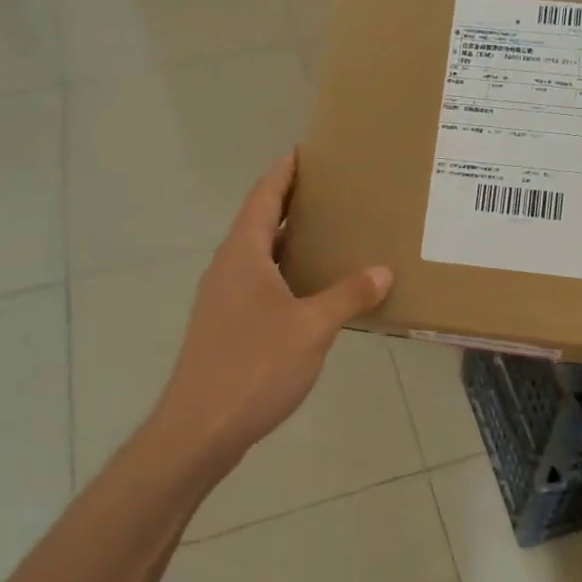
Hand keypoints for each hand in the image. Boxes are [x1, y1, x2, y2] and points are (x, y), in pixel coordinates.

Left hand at [145, 151, 392, 468]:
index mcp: (242, 256)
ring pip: (259, 256)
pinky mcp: (227, 327)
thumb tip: (382, 270)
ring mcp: (224, 300)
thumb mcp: (311, 328)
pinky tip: (313, 291)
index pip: (262, 198)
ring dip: (289, 241)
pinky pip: (260, 284)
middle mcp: (228, 270)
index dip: (283, 173)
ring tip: (329, 235)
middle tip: (331, 191)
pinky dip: (286, 274)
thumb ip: (348, 296)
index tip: (304, 152)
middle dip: (290, 203)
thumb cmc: (253, 367)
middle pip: (258, 222)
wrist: (199, 430)